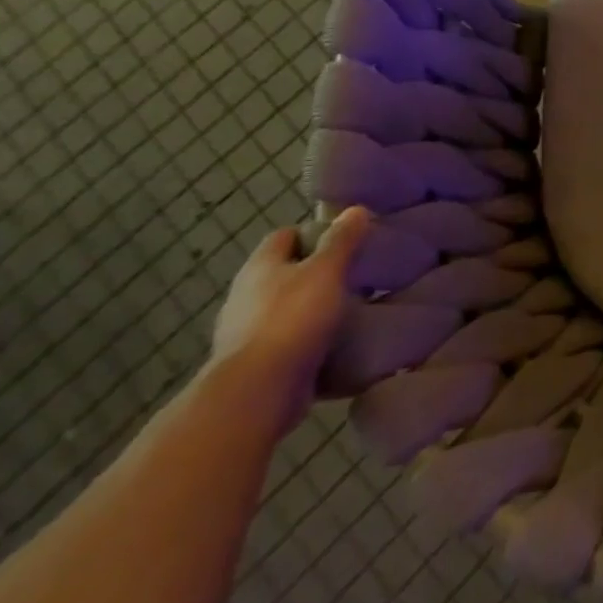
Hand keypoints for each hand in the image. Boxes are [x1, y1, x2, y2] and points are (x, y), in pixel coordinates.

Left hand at [208, 208, 373, 435]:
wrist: (258, 392)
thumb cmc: (292, 319)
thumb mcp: (326, 271)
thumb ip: (341, 241)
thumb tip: (354, 210)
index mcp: (260, 267)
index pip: (284, 236)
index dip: (312, 233)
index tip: (345, 240)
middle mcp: (246, 296)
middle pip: (285, 273)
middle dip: (317, 272)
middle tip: (356, 274)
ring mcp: (247, 333)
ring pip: (287, 309)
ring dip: (313, 308)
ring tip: (352, 309)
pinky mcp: (257, 364)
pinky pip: (289, 343)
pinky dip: (310, 340)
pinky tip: (337, 343)